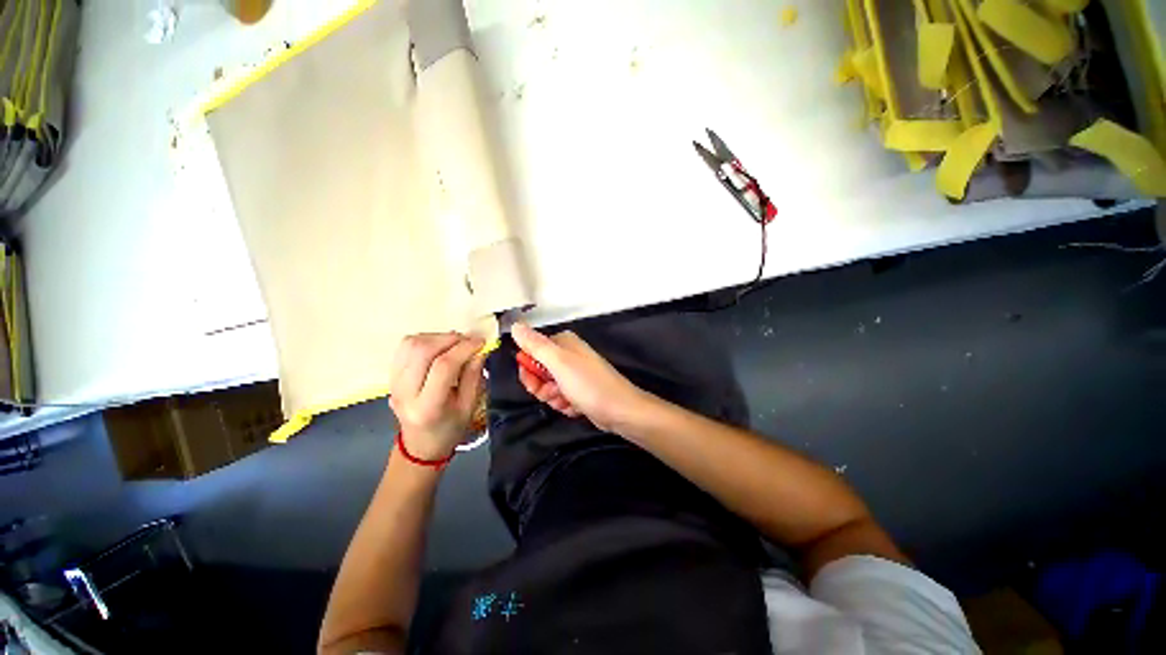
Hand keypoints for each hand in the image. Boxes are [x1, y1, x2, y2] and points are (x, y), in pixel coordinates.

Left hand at [388, 333, 485, 460]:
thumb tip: (479, 350)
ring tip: (455, 343)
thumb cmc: (449, 429)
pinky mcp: (391, 376)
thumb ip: (473, 377)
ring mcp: (394, 383)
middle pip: (423, 351)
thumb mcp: (468, 407)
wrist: (420, 444)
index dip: (464, 349)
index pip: (443, 367)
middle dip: (450, 339)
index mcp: (428, 407)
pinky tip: (439, 346)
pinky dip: (425, 340)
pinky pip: (404, 347)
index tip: (481, 342)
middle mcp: (405, 393)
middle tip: (468, 341)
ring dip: (437, 337)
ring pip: (411, 345)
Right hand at [511, 323, 651, 432]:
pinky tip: (576, 407)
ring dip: (555, 398)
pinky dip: (565, 405)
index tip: (534, 381)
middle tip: (555, 392)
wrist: (620, 411)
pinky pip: (561, 398)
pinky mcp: (579, 391)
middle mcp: (569, 355)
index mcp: (563, 343)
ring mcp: (575, 374)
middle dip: (543, 388)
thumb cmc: (588, 384)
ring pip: (549, 388)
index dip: (530, 370)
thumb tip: (515, 326)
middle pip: (539, 372)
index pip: (532, 351)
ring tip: (569, 400)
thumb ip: (535, 345)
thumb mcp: (558, 362)